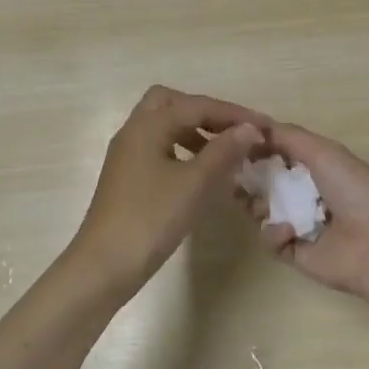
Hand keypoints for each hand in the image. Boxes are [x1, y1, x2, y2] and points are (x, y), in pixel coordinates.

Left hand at [66, 86, 266, 294]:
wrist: (104, 265)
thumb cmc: (150, 219)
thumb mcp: (194, 183)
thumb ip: (223, 151)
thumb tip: (249, 128)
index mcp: (148, 125)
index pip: (196, 105)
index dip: (233, 113)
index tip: (264, 126)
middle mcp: (134, 131)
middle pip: (172, 103)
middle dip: (205, 112)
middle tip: (233, 131)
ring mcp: (127, 154)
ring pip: (164, 125)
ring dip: (194, 130)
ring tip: (224, 152)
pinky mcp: (127, 176)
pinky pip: (159, 147)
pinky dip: (182, 149)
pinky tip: (200, 173)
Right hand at [246, 123, 368, 304]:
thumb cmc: (355, 189)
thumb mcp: (323, 151)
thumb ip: (287, 136)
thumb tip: (252, 124)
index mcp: (320, 166)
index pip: (280, 154)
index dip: (257, 148)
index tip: (233, 142)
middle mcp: (309, 193)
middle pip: (267, 182)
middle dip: (248, 177)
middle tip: (230, 173)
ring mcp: (301, 224)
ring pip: (263, 211)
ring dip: (255, 204)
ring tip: (254, 202)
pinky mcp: (296, 253)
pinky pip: (271, 240)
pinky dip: (274, 233)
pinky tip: (288, 231)